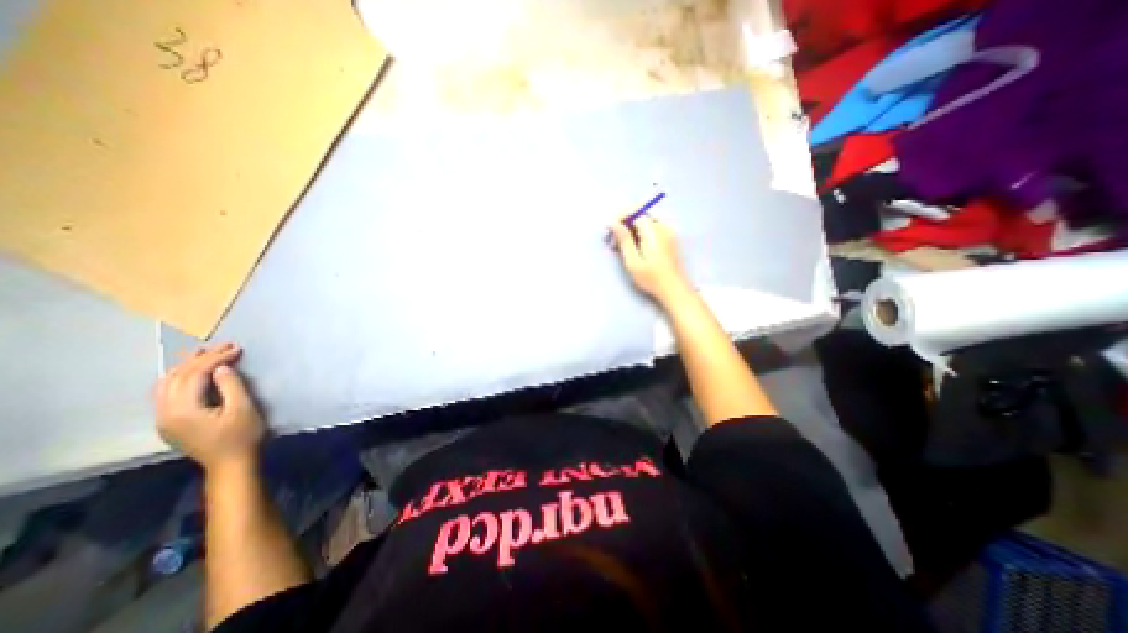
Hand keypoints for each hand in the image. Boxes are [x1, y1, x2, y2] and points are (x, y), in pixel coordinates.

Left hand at [154, 343, 264, 472]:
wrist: (231, 463)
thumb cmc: (242, 435)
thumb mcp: (243, 409)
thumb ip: (230, 386)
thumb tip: (221, 368)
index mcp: (182, 410)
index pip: (193, 375)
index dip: (215, 359)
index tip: (236, 348)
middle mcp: (165, 412)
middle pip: (177, 377)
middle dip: (201, 359)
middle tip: (224, 346)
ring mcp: (164, 419)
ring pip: (167, 384)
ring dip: (187, 367)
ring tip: (206, 353)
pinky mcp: (170, 422)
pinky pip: (167, 393)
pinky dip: (181, 378)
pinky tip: (193, 373)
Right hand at [615, 214, 691, 303]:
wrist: (674, 289)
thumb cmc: (651, 278)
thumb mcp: (633, 261)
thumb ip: (623, 239)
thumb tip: (612, 222)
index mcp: (653, 231)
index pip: (635, 211)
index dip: (620, 217)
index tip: (609, 230)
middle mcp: (662, 226)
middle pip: (640, 214)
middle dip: (624, 223)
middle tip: (613, 241)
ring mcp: (667, 232)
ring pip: (645, 221)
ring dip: (631, 229)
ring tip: (621, 246)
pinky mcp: (669, 239)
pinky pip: (652, 228)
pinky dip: (640, 233)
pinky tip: (634, 247)